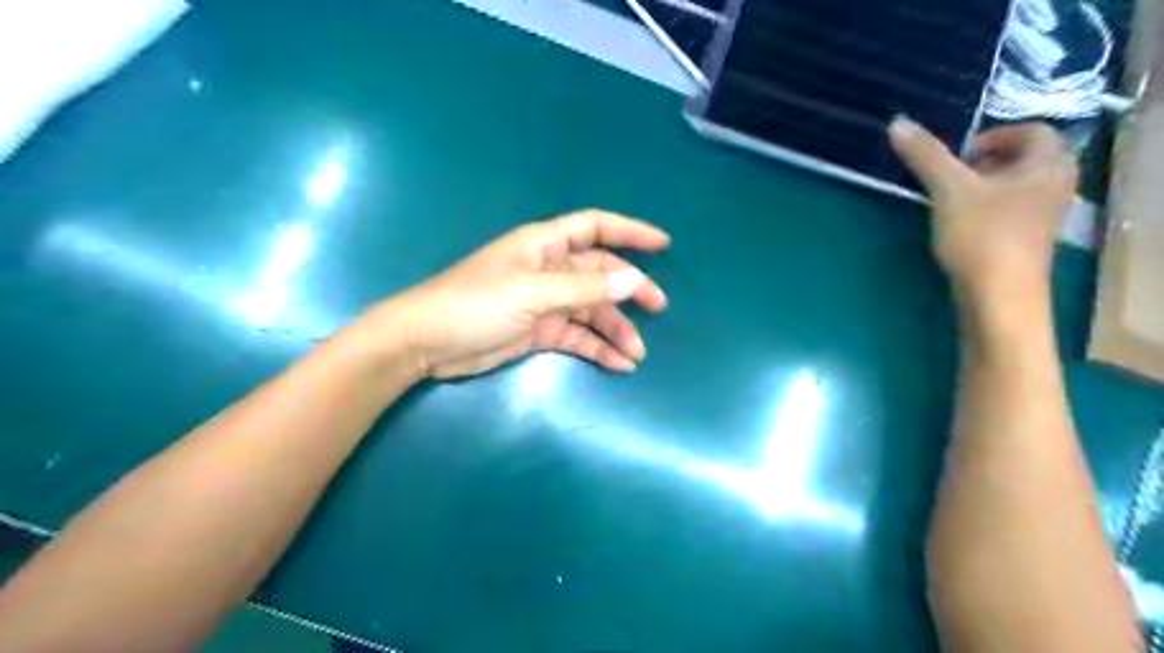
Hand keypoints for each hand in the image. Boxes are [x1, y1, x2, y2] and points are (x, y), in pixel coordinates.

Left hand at [363, 212, 673, 380]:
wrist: (426, 344)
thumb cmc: (474, 304)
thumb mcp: (531, 292)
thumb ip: (583, 287)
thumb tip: (634, 280)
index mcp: (545, 245)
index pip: (595, 227)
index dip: (630, 232)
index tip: (663, 245)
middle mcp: (549, 269)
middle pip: (600, 272)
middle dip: (630, 289)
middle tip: (658, 308)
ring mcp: (545, 301)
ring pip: (591, 309)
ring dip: (615, 329)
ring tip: (636, 354)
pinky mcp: (539, 330)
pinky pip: (577, 335)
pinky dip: (597, 348)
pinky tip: (617, 364)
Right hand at [893, 117, 1075, 306]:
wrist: (999, 296)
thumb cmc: (982, 235)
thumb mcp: (948, 190)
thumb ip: (925, 156)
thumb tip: (897, 122)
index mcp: (1049, 164)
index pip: (1032, 131)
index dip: (993, 136)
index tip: (958, 156)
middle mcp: (1056, 186)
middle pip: (1023, 159)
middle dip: (983, 163)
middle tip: (951, 177)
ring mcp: (1043, 217)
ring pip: (1014, 187)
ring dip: (981, 187)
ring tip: (950, 202)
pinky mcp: (1027, 241)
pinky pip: (1010, 211)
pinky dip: (986, 210)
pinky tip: (959, 227)